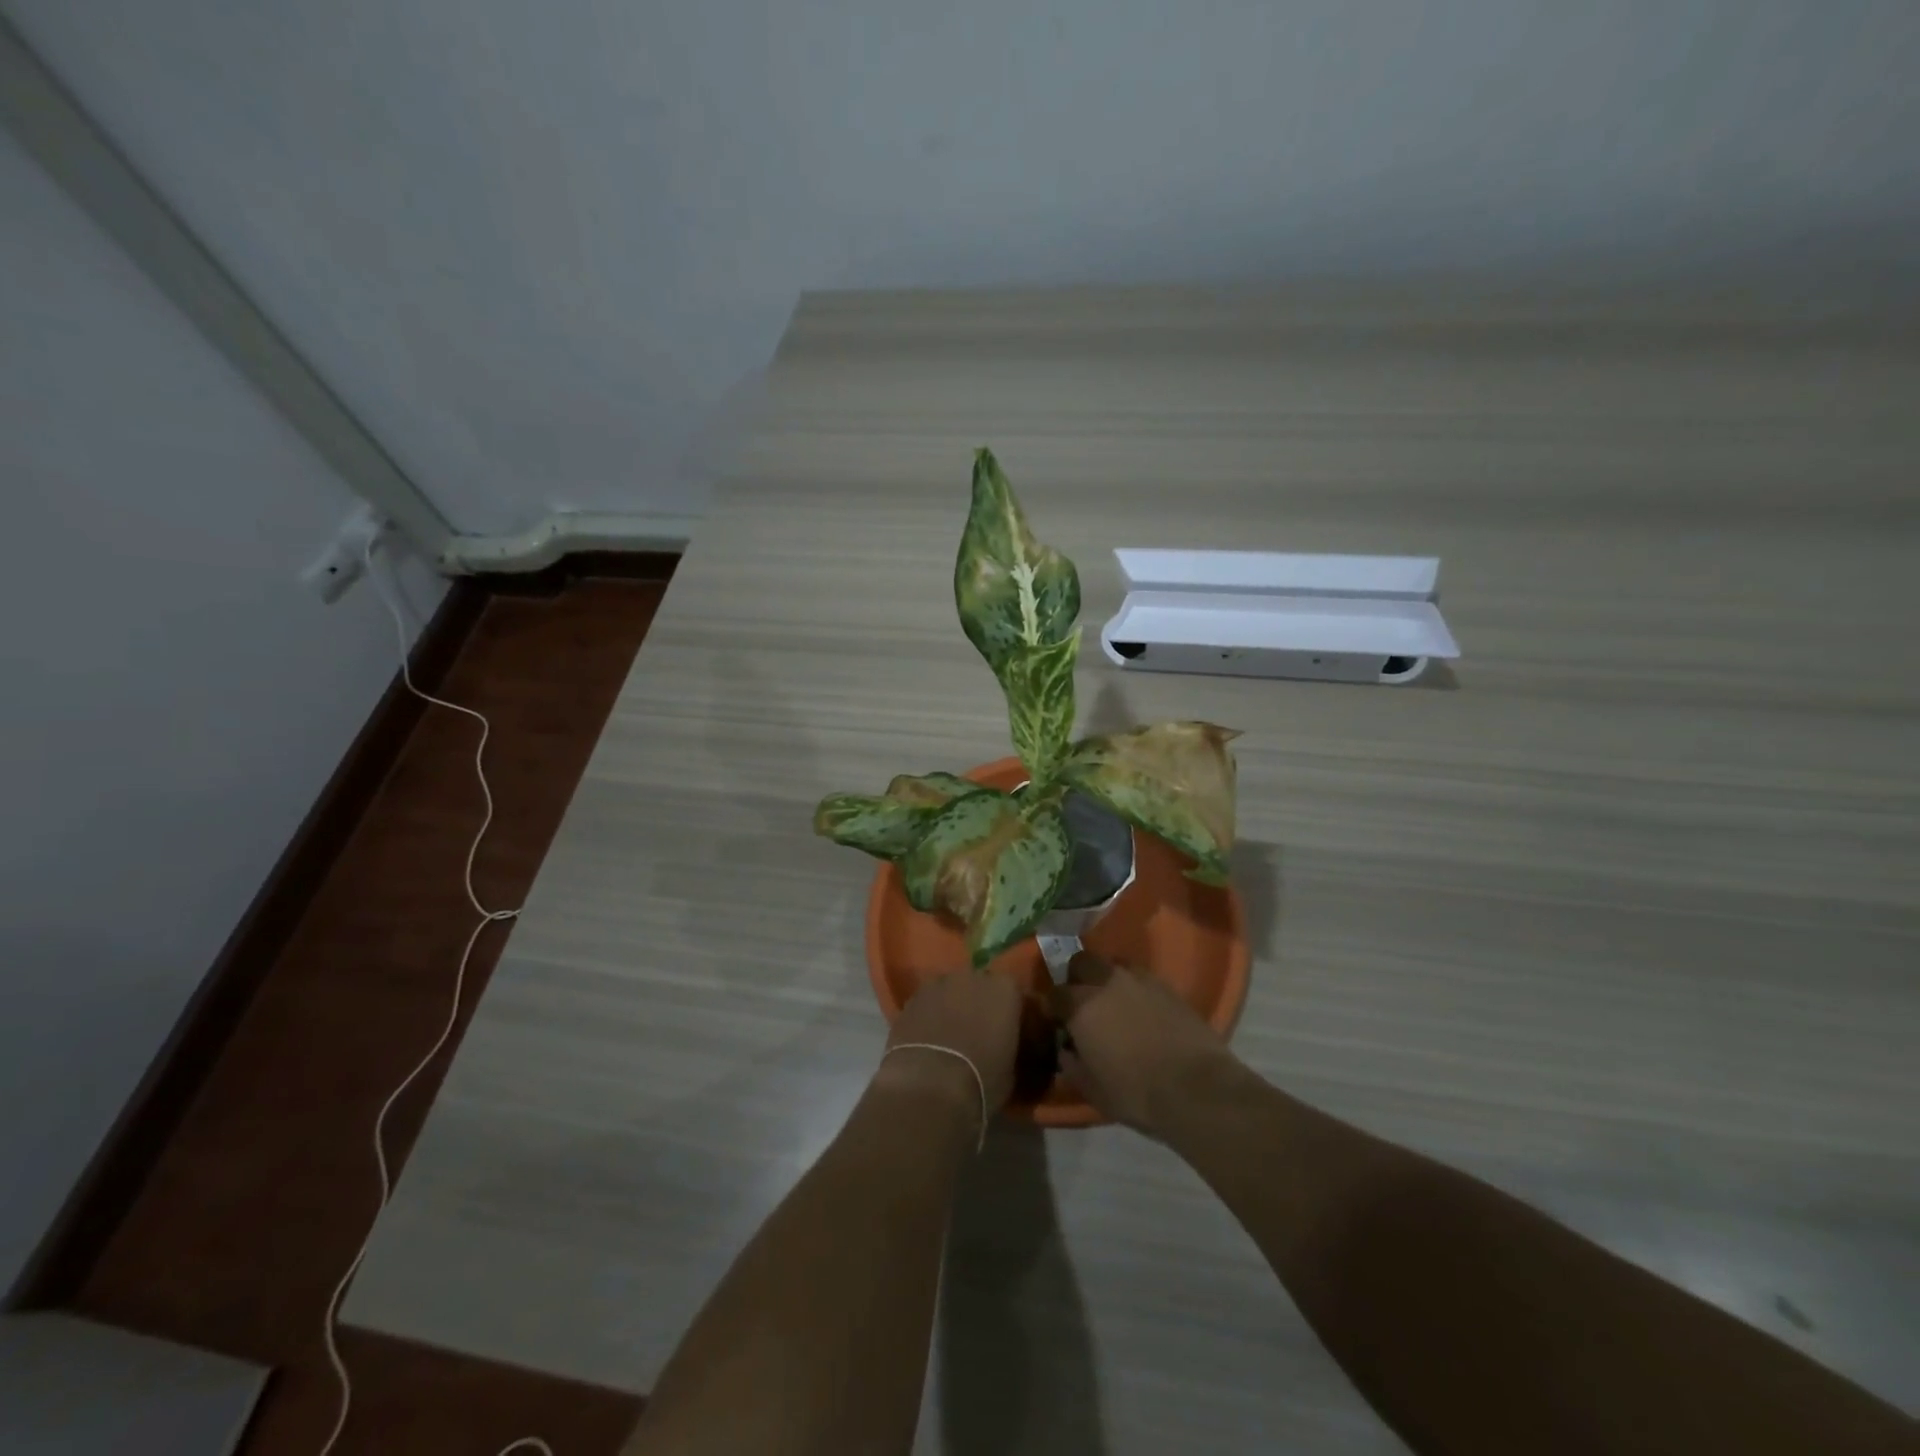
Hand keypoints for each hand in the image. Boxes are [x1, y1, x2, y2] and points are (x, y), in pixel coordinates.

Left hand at [878, 968, 1023, 1126]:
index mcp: (1004, 989)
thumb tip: (1001, 1046)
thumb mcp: (1010, 1069)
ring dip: (950, 1006)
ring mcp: (938, 984)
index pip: (1013, 991)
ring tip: (948, 1036)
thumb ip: (1007, 1044)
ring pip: (949, 990)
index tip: (1007, 1030)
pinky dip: (927, 1016)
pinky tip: (926, 1039)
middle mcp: (972, 977)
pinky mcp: (910, 998)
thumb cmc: (981, 1081)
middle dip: (978, 1003)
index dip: (1008, 1010)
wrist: (930, 1087)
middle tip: (977, 1031)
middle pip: (978, 985)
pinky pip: (926, 1003)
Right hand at [1051, 952, 1239, 1136]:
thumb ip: (1072, 1065)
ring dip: (1108, 978)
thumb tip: (1066, 1050)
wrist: (1197, 1088)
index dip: (1053, 1007)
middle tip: (1084, 1002)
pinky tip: (1142, 1009)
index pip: (1055, 994)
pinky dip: (1135, 988)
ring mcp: (1139, 980)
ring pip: (1113, 964)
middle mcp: (1106, 983)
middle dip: (1078, 977)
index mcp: (1081, 1006)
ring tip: (1115, 1001)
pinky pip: (1141, 977)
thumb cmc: (1136, 1093)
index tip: (1058, 1021)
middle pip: (1082, 962)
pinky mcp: (1167, 986)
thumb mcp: (1093, 1090)